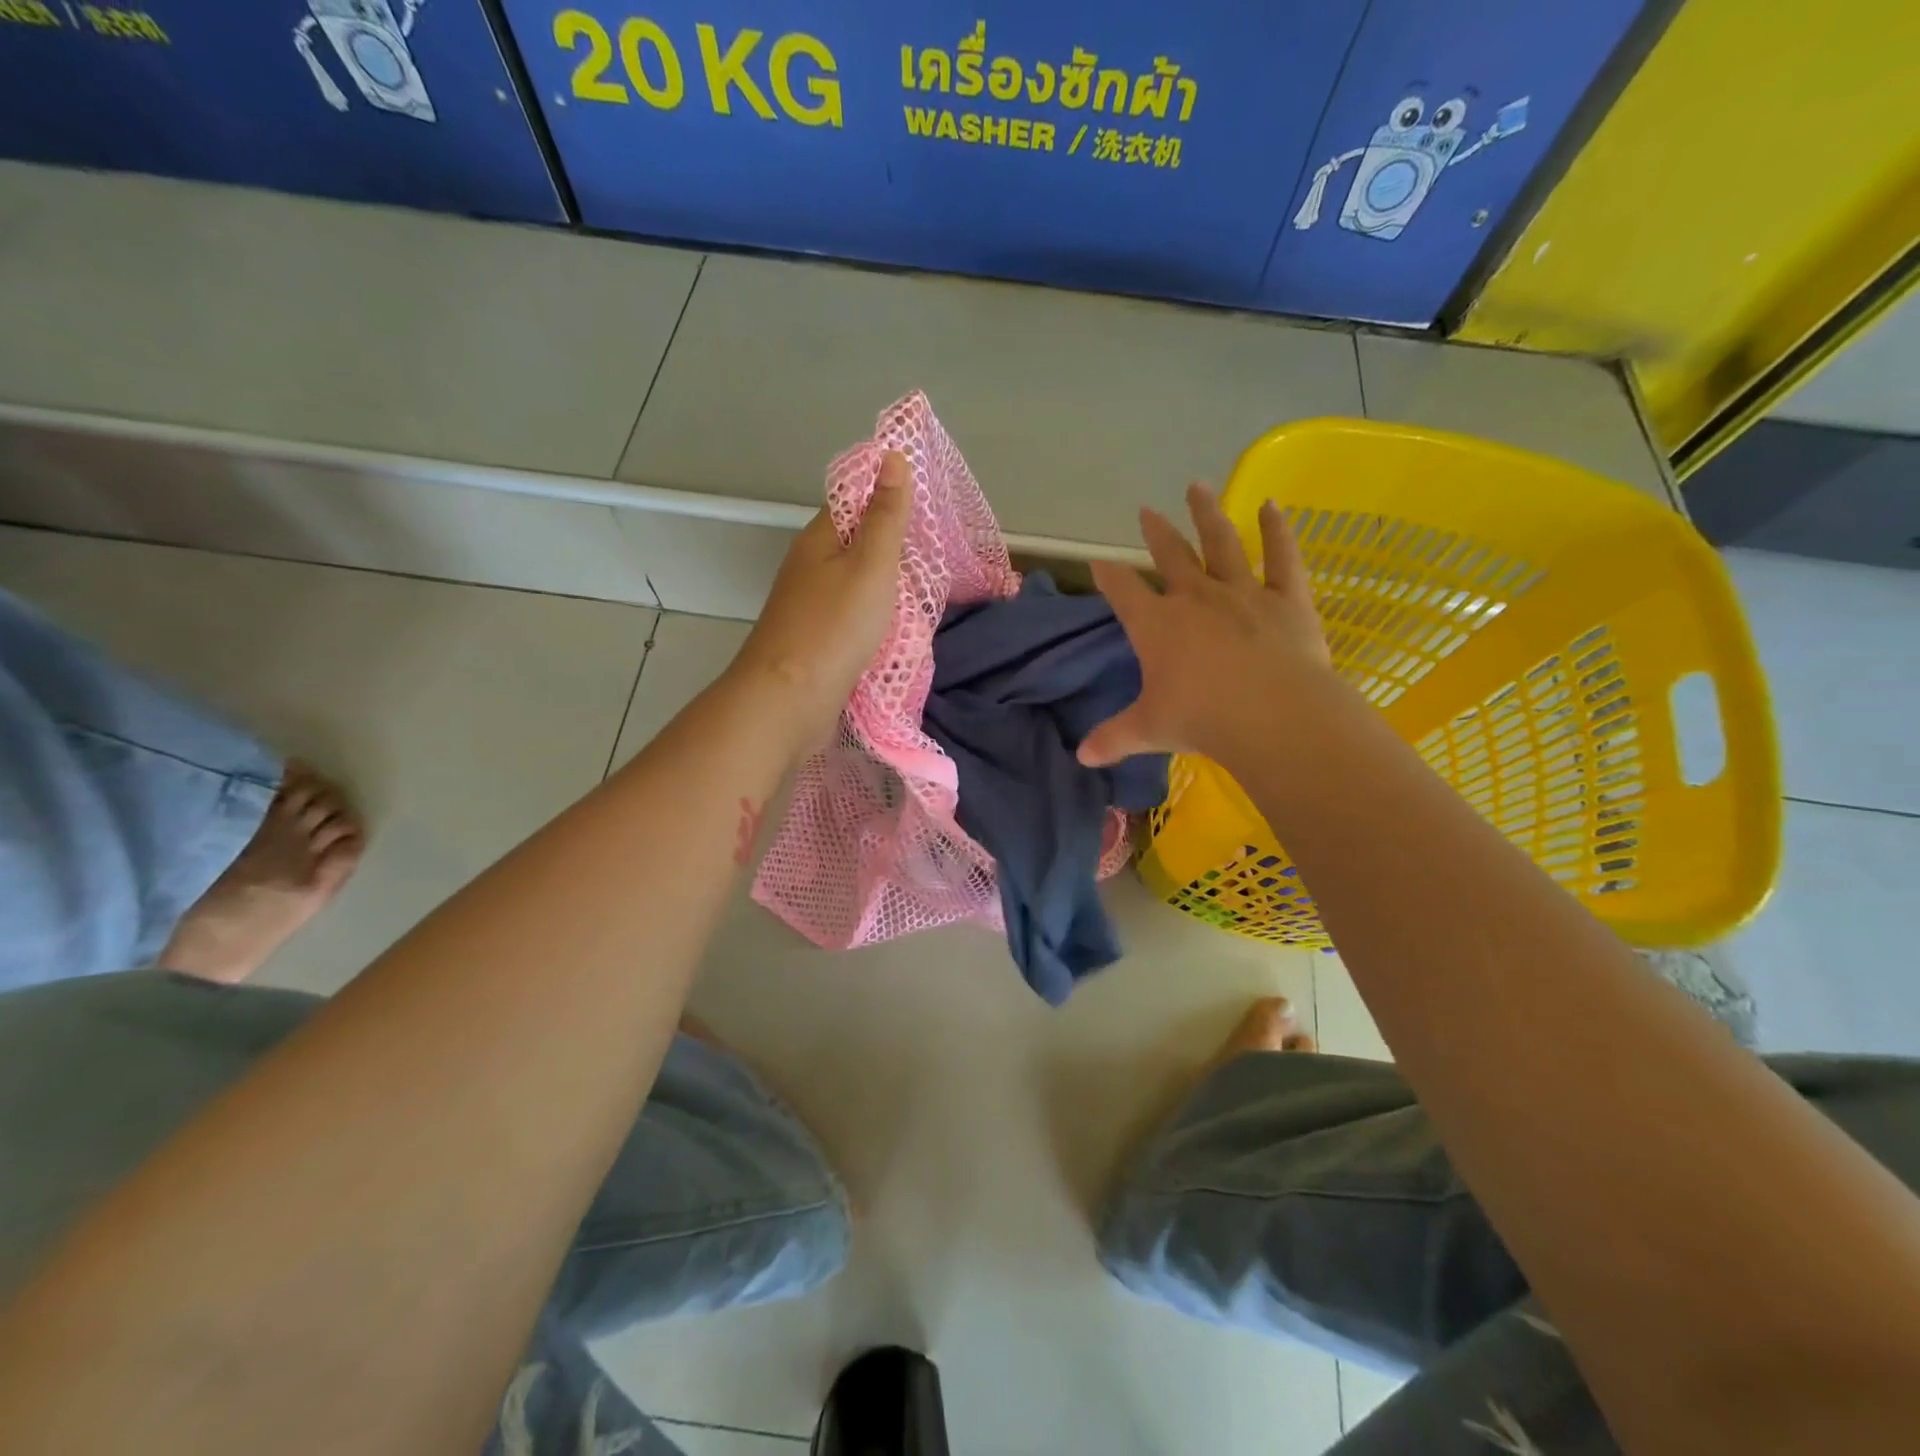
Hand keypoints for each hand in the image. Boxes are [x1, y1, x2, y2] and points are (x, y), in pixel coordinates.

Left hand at [729, 450, 911, 753]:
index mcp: (820, 539)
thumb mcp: (870, 564)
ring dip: (891, 587)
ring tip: (930, 590)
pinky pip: (857, 619)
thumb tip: (892, 457)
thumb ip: (886, 516)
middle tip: (942, 553)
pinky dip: (880, 619)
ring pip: (859, 585)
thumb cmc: (834, 627)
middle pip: (858, 545)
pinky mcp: (820, 642)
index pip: (855, 500)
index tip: (931, 505)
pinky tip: (903, 628)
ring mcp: (813, 608)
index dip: (890, 497)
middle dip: (897, 547)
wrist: (790, 701)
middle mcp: (812, 568)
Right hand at [1078, 483, 1331, 768]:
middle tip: (1146, 511)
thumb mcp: (1149, 730)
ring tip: (1197, 487)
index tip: (1098, 562)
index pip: (1123, 591)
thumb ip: (1113, 739)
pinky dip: (1277, 529)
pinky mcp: (1287, 598)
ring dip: (1207, 514)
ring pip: (1221, 543)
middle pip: (1170, 556)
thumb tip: (1081, 757)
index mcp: (1156, 625)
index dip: (1108, 575)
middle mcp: (1196, 598)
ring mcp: (1243, 592)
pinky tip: (1272, 504)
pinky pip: (1282, 556)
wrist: (1272, 714)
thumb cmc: (1201, 720)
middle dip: (1156, 533)